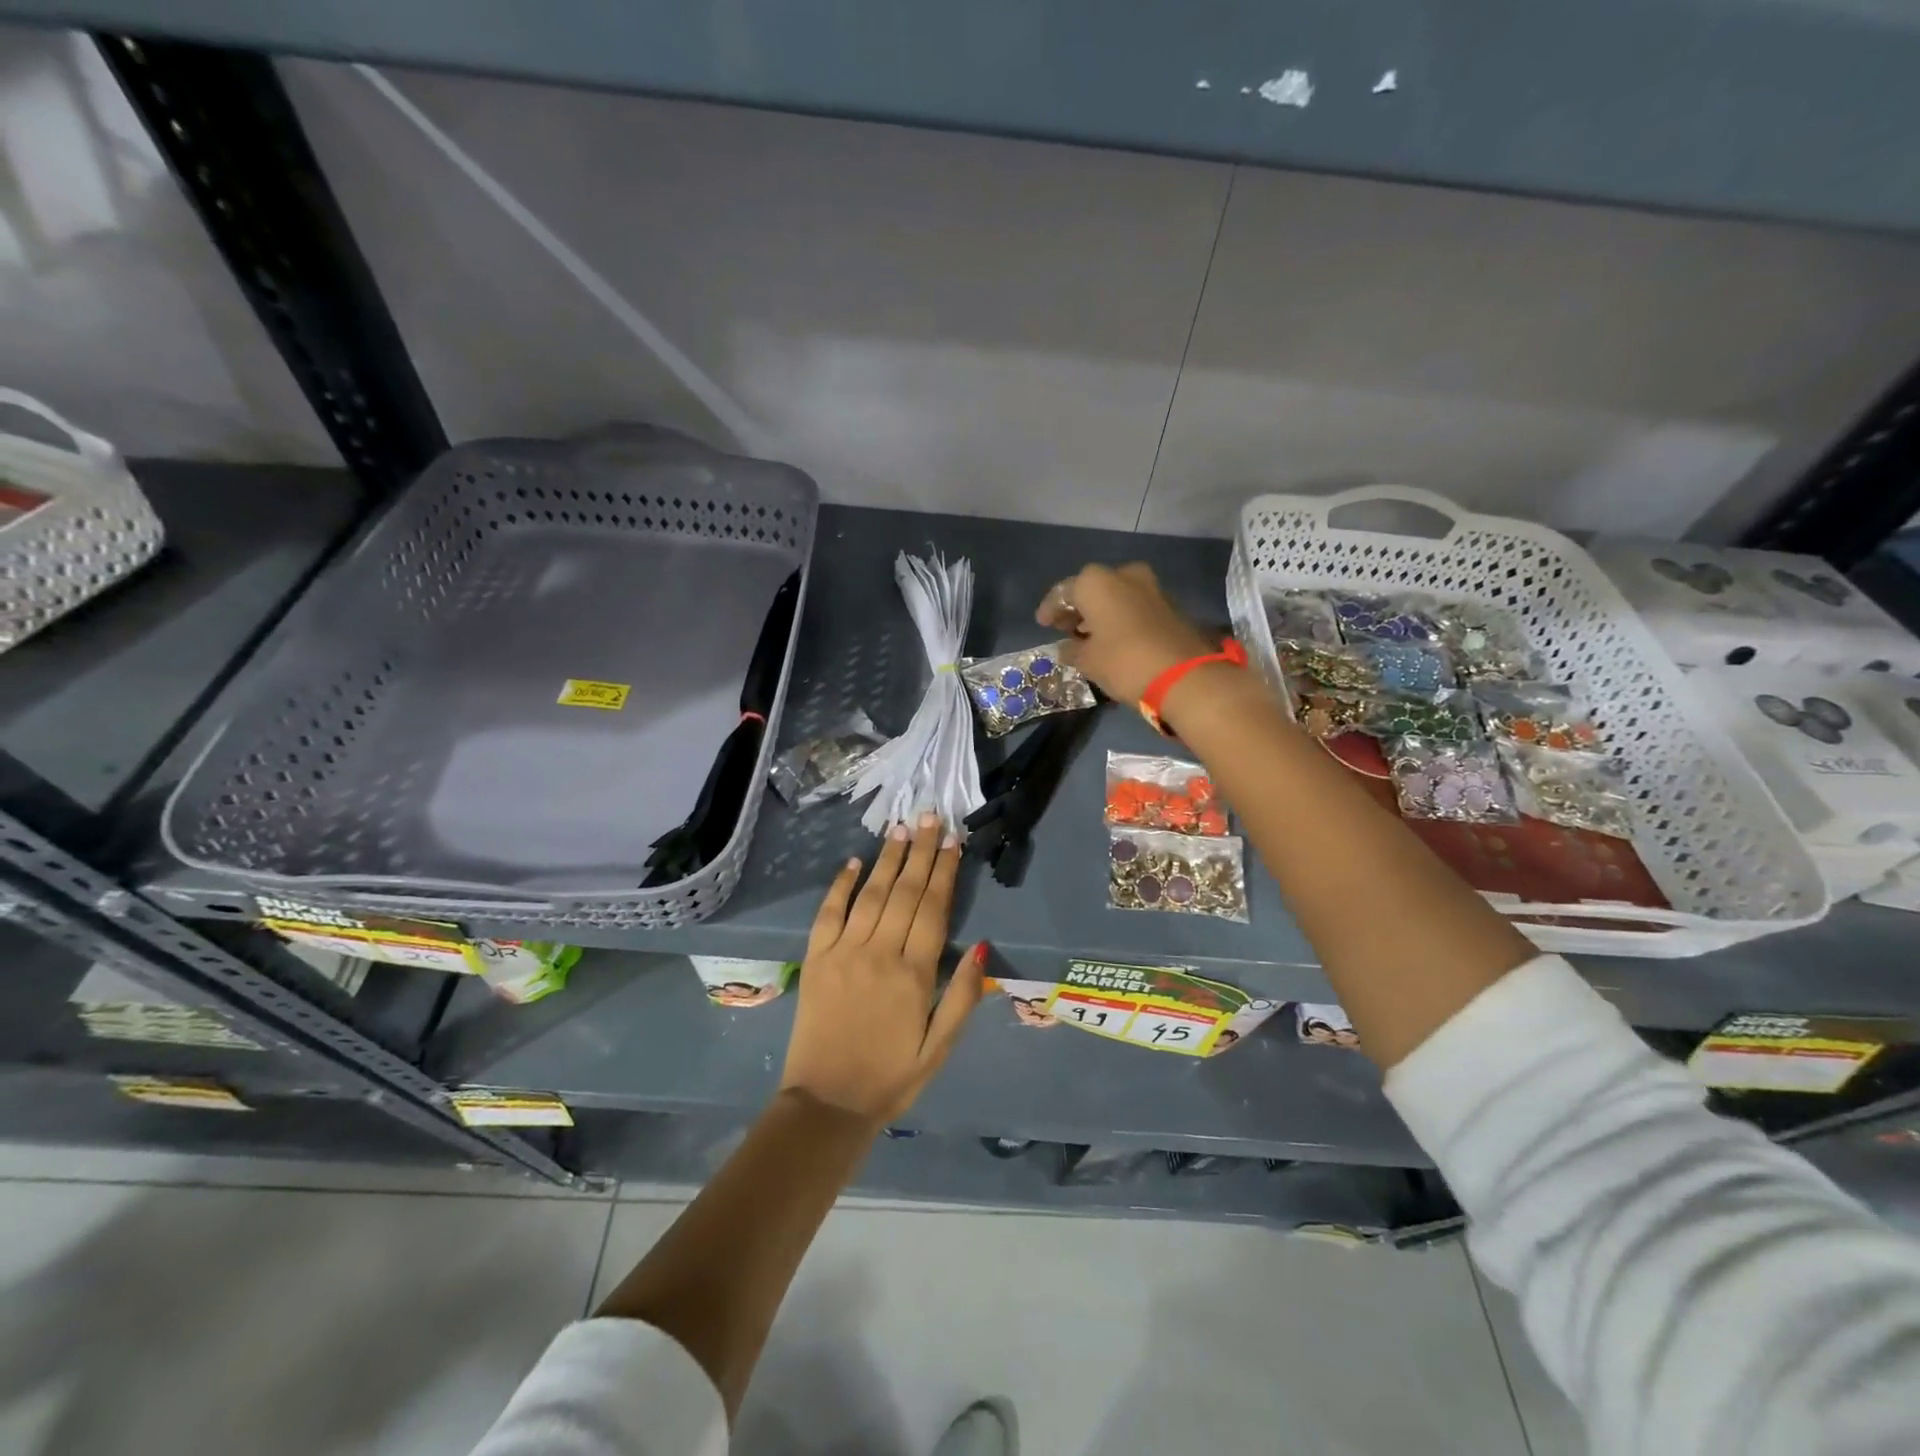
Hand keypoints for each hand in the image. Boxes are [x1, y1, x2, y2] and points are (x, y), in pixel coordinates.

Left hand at [780, 812, 985, 1124]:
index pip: (934, 909)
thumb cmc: (891, 1078)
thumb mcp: (939, 1048)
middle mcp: (879, 953)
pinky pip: (828, 913)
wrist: (826, 1104)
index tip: (954, 840)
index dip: (945, 871)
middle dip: (921, 851)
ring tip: (902, 828)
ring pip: (871, 894)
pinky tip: (854, 862)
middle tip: (931, 816)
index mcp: (914, 975)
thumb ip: (961, 996)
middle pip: (905, 892)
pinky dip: (841, 885)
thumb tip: (982, 946)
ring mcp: (843, 952)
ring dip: (888, 859)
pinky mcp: (815, 959)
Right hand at [1036, 562, 1214, 702]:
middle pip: (1092, 589)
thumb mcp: (1087, 661)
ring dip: (1101, 613)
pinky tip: (1113, 638)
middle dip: (1078, 608)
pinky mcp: (1169, 604)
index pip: (1063, 592)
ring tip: (1088, 637)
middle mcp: (1123, 575)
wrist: (1183, 676)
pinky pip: (1134, 606)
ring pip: (1116, 596)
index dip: (1050, 610)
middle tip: (1066, 629)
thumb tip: (1066, 647)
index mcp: (1096, 582)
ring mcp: (1151, 587)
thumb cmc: (1123, 661)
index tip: (1043, 624)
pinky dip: (1120, 618)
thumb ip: (1071, 650)